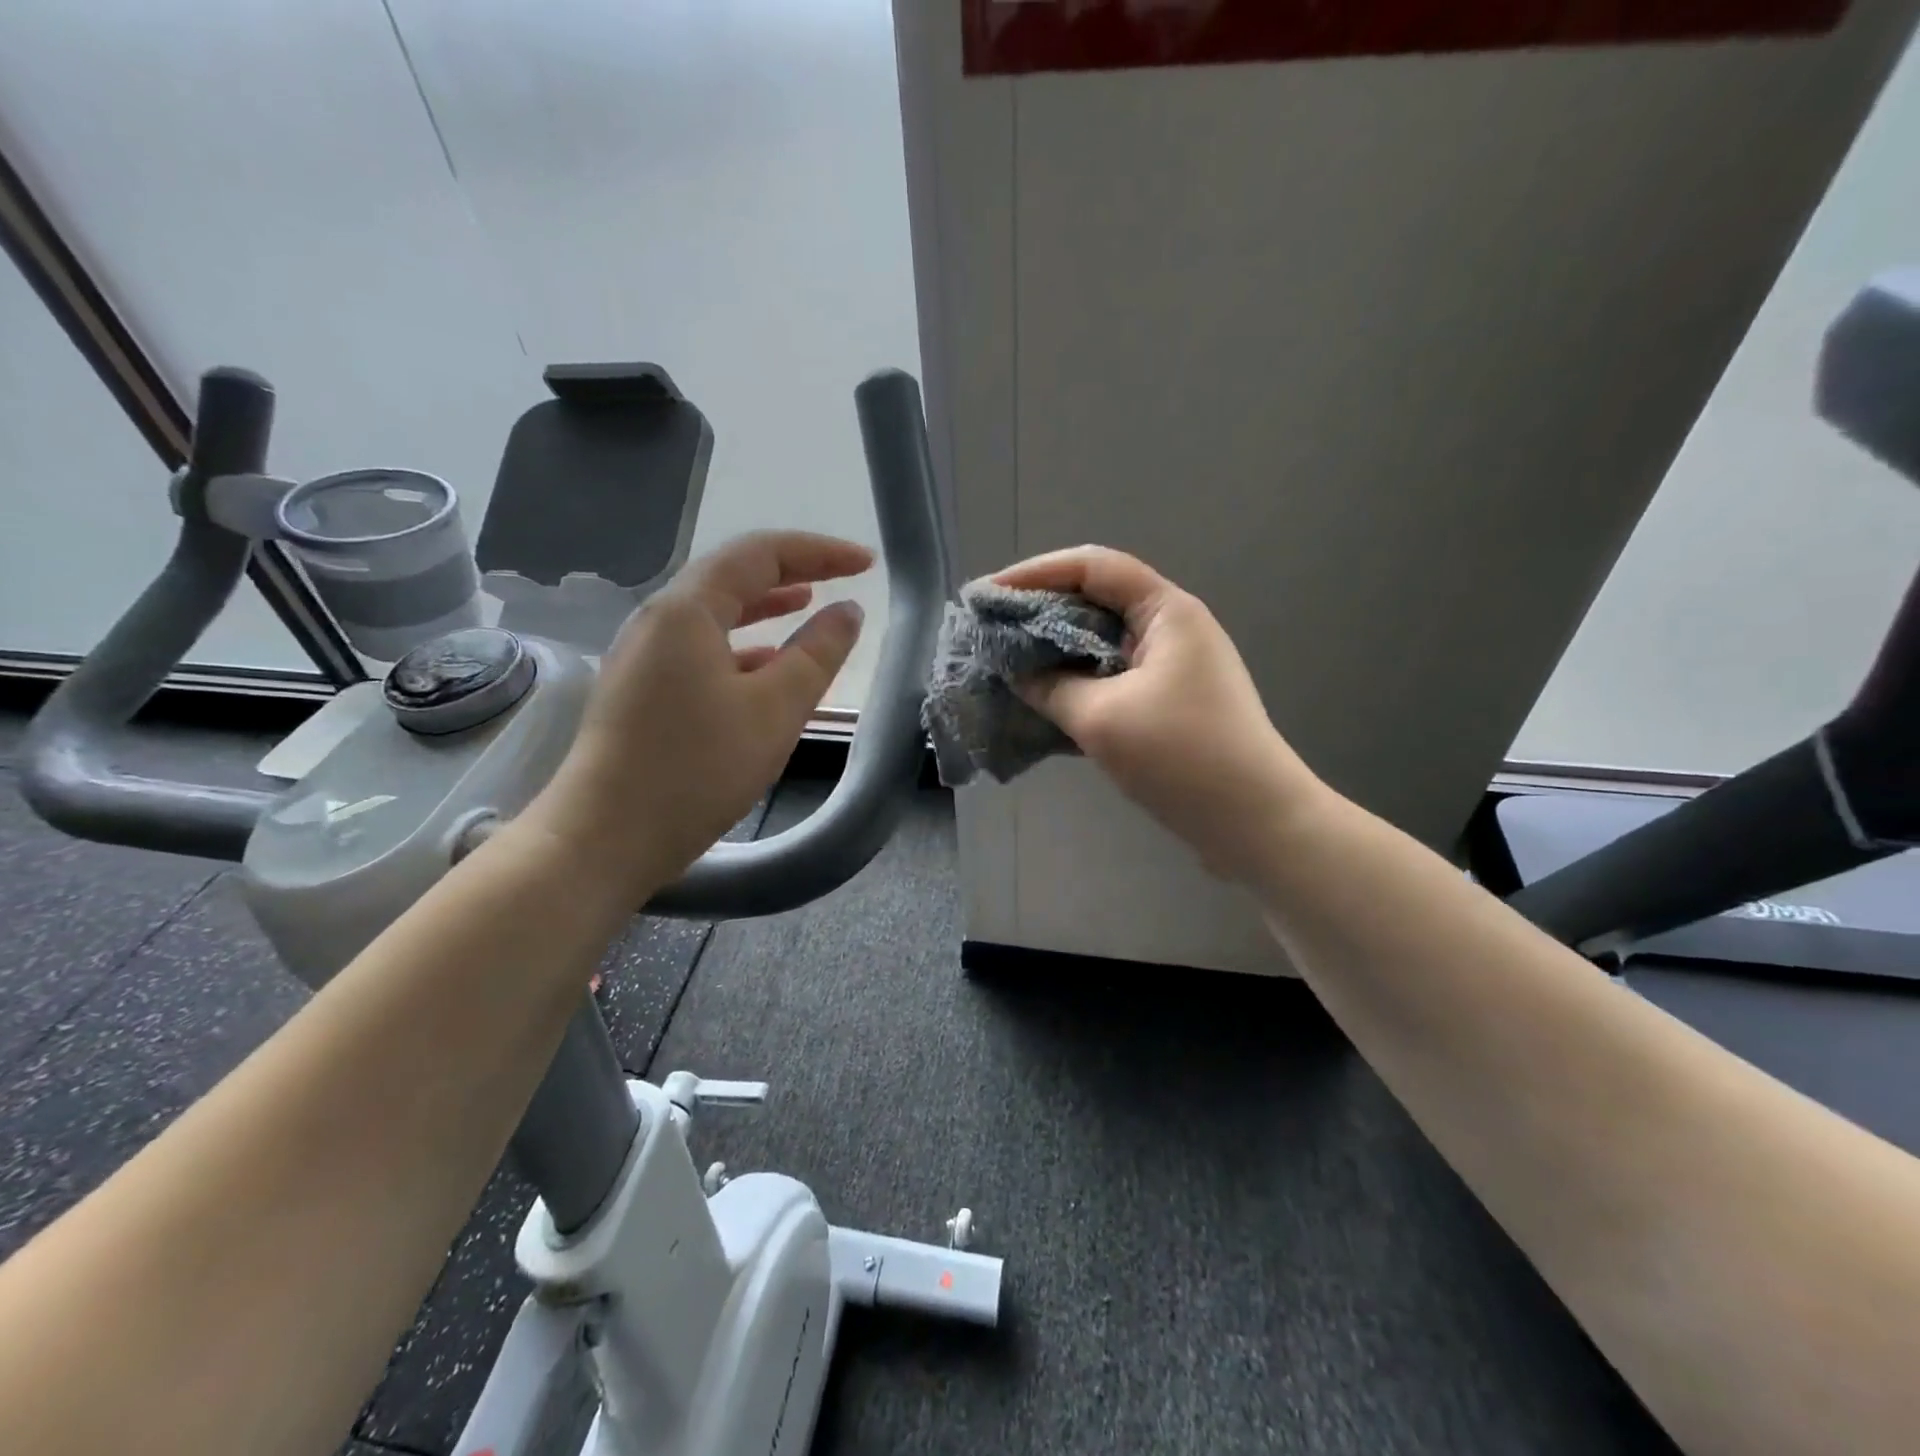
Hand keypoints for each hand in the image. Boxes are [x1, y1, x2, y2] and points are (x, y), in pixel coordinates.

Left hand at [527, 531, 870, 898]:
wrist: (605, 838)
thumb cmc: (696, 769)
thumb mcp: (775, 710)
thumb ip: (818, 654)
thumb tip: (847, 611)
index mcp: (687, 611)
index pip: (760, 554)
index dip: (819, 551)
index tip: (866, 564)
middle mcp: (658, 621)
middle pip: (732, 577)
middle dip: (792, 572)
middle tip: (842, 579)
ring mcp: (643, 656)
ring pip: (714, 615)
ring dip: (764, 607)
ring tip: (807, 606)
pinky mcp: (640, 691)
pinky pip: (699, 650)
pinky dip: (741, 647)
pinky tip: (764, 667)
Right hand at [995, 545, 1322, 880]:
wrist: (1255, 822)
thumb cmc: (1182, 757)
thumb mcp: (1102, 718)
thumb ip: (1051, 687)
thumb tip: (1017, 671)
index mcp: (1166, 611)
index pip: (1093, 566)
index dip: (1035, 572)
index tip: (988, 596)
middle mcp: (1172, 628)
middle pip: (1096, 600)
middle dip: (1040, 612)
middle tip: (991, 630)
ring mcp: (1173, 667)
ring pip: (1102, 643)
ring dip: (1056, 651)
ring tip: (1008, 663)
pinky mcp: (1169, 703)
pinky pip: (1113, 678)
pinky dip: (1077, 682)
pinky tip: (1043, 700)